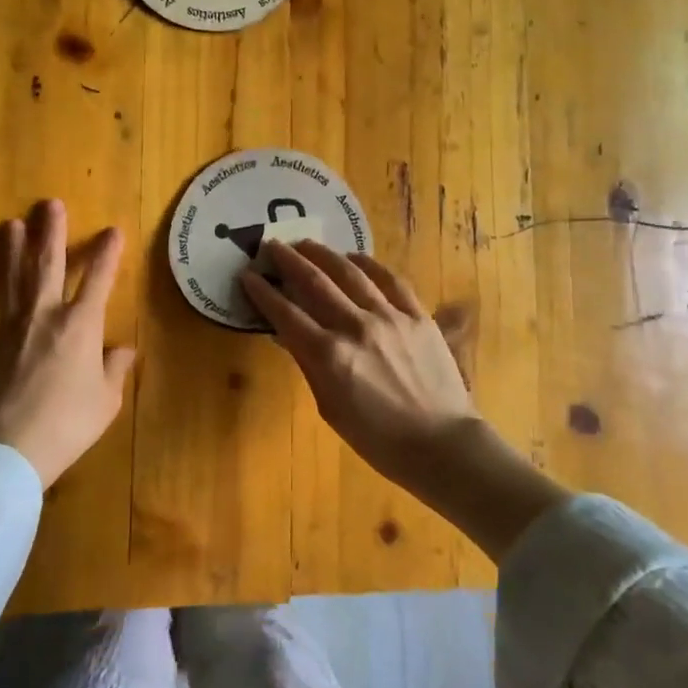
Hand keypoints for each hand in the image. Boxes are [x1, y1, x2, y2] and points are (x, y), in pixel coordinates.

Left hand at [0, 200, 135, 487]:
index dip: (108, 253)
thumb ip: (115, 369)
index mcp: (81, 324)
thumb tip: (124, 351)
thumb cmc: (70, 423)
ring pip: (11, 281)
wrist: (14, 448)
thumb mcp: (106, 400)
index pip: (99, 279)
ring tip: (10, 225)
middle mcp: (45, 315)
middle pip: (48, 265)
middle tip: (50, 204)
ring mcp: (9, 329)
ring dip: (11, 251)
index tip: (113, 230)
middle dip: (52, 232)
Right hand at [241, 240, 566, 560]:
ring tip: (306, 244)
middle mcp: (355, 327)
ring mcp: (389, 317)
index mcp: (328, 356)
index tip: (248, 275)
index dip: (263, 292)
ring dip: (324, 254)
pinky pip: (390, 280)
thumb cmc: (377, 438)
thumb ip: (308, 365)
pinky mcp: (417, 315)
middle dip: (289, 260)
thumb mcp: (330, 407)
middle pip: (314, 283)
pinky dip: (368, 264)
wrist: (440, 444)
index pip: (286, 314)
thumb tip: (286, 334)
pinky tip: (353, 258)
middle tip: (272, 244)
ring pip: (350, 273)